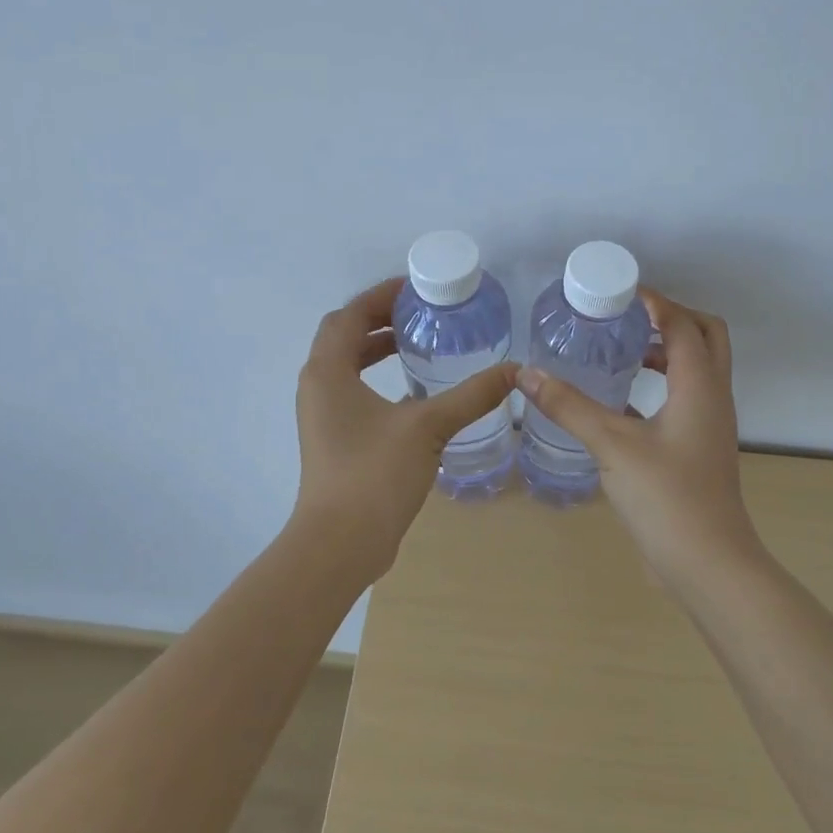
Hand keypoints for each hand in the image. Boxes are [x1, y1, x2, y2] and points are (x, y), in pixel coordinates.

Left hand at [292, 276, 519, 573]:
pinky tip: (414, 394)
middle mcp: (317, 386)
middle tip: (421, 315)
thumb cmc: (374, 474)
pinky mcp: (333, 440)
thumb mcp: (428, 427)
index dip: (379, 296)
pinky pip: (352, 393)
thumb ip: (471, 396)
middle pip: (344, 337)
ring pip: (346, 366)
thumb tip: (514, 372)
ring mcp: (322, 416)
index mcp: (328, 371)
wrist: (340, 543)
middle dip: (380, 320)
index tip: (414, 289)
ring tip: (418, 345)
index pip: (348, 315)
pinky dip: (377, 380)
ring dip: (376, 350)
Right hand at [516, 290, 765, 589]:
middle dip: (669, 319)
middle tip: (626, 318)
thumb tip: (527, 374)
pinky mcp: (699, 449)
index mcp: (700, 385)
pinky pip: (685, 399)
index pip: (682, 323)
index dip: (653, 301)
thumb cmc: (666, 497)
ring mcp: (709, 425)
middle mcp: (713, 397)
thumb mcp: (612, 445)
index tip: (617, 293)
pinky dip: (660, 386)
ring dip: (666, 352)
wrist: (708, 564)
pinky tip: (620, 400)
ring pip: (697, 370)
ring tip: (621, 351)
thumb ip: (569, 406)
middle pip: (705, 336)